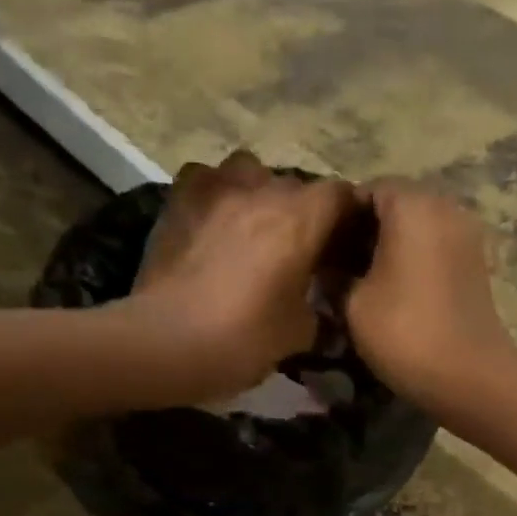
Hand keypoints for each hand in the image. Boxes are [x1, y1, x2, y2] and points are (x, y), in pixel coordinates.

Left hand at [129, 150, 355, 400]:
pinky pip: (208, 181)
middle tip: (301, 251)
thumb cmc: (244, 340)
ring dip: (260, 195)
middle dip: (304, 214)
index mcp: (301, 218)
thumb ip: (319, 311)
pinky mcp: (179, 197)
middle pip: (296, 186)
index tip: (346, 245)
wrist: (167, 343)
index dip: (349, 218)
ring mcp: (215, 187)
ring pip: (251, 173)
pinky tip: (215, 224)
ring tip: (256, 230)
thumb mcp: (299, 334)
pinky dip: (218, 196)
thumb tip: (323, 309)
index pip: (342, 196)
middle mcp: (262, 188)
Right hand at [347, 179, 516, 411]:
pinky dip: (414, 264)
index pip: (365, 190)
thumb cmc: (404, 332)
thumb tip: (327, 268)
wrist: (469, 376)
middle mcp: (444, 207)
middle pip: (394, 207)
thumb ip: (335, 276)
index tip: (320, 250)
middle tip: (338, 269)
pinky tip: (396, 294)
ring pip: (417, 230)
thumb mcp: (353, 304)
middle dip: (365, 233)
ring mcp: (466, 235)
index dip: (338, 218)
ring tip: (364, 284)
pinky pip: (435, 251)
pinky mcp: (476, 265)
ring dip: (390, 251)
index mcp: (411, 203)